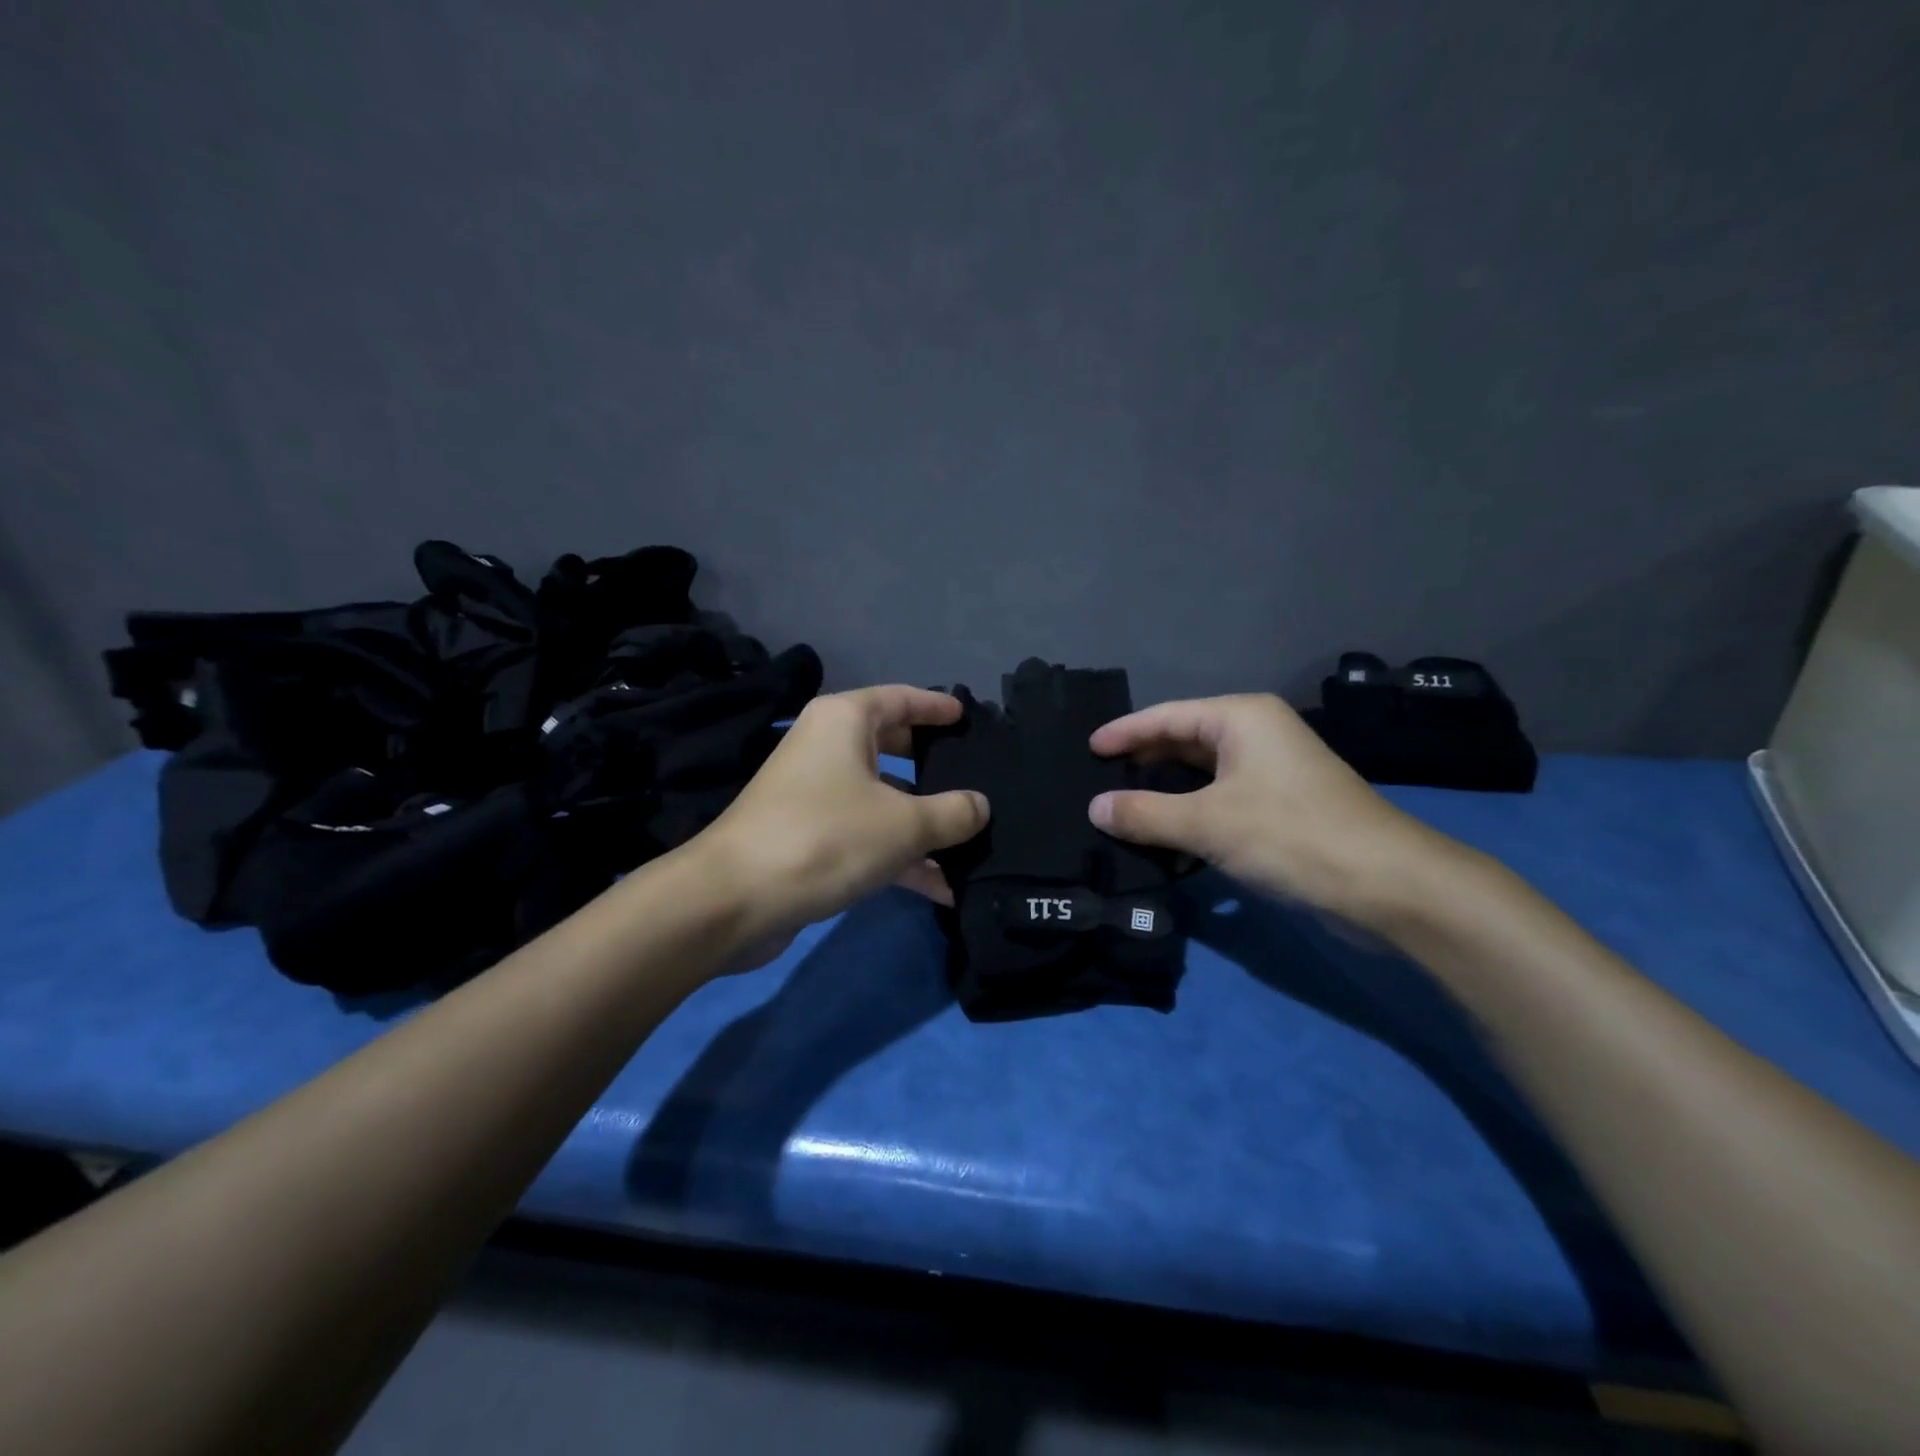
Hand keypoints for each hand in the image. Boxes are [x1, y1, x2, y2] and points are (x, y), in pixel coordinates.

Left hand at [694, 686, 989, 967]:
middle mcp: (827, 748)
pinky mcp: (811, 837)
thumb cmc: (825, 837)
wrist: (734, 899)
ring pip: (883, 798)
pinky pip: (867, 835)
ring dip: (924, 824)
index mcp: (845, 721)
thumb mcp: (904, 824)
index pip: (901, 698)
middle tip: (977, 776)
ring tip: (973, 843)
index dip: (937, 707)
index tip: (967, 717)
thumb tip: (981, 806)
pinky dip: (900, 856)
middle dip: (935, 766)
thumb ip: (952, 813)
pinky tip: (941, 888)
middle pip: (893, 746)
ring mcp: (816, 795)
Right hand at [1088, 694, 1438, 926]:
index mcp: (1241, 718)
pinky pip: (1220, 801)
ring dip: (1164, 793)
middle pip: (1184, 741)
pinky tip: (1164, 837)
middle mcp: (1257, 736)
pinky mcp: (1281, 809)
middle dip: (1142, 762)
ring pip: (1202, 775)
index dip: (1124, 732)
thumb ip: (1145, 813)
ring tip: (1121, 809)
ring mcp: (1272, 773)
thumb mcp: (1208, 823)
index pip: (1166, 716)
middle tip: (1098, 781)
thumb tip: (1094, 807)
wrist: (1388, 886)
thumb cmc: (1292, 835)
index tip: (1087, 748)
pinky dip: (1190, 815)